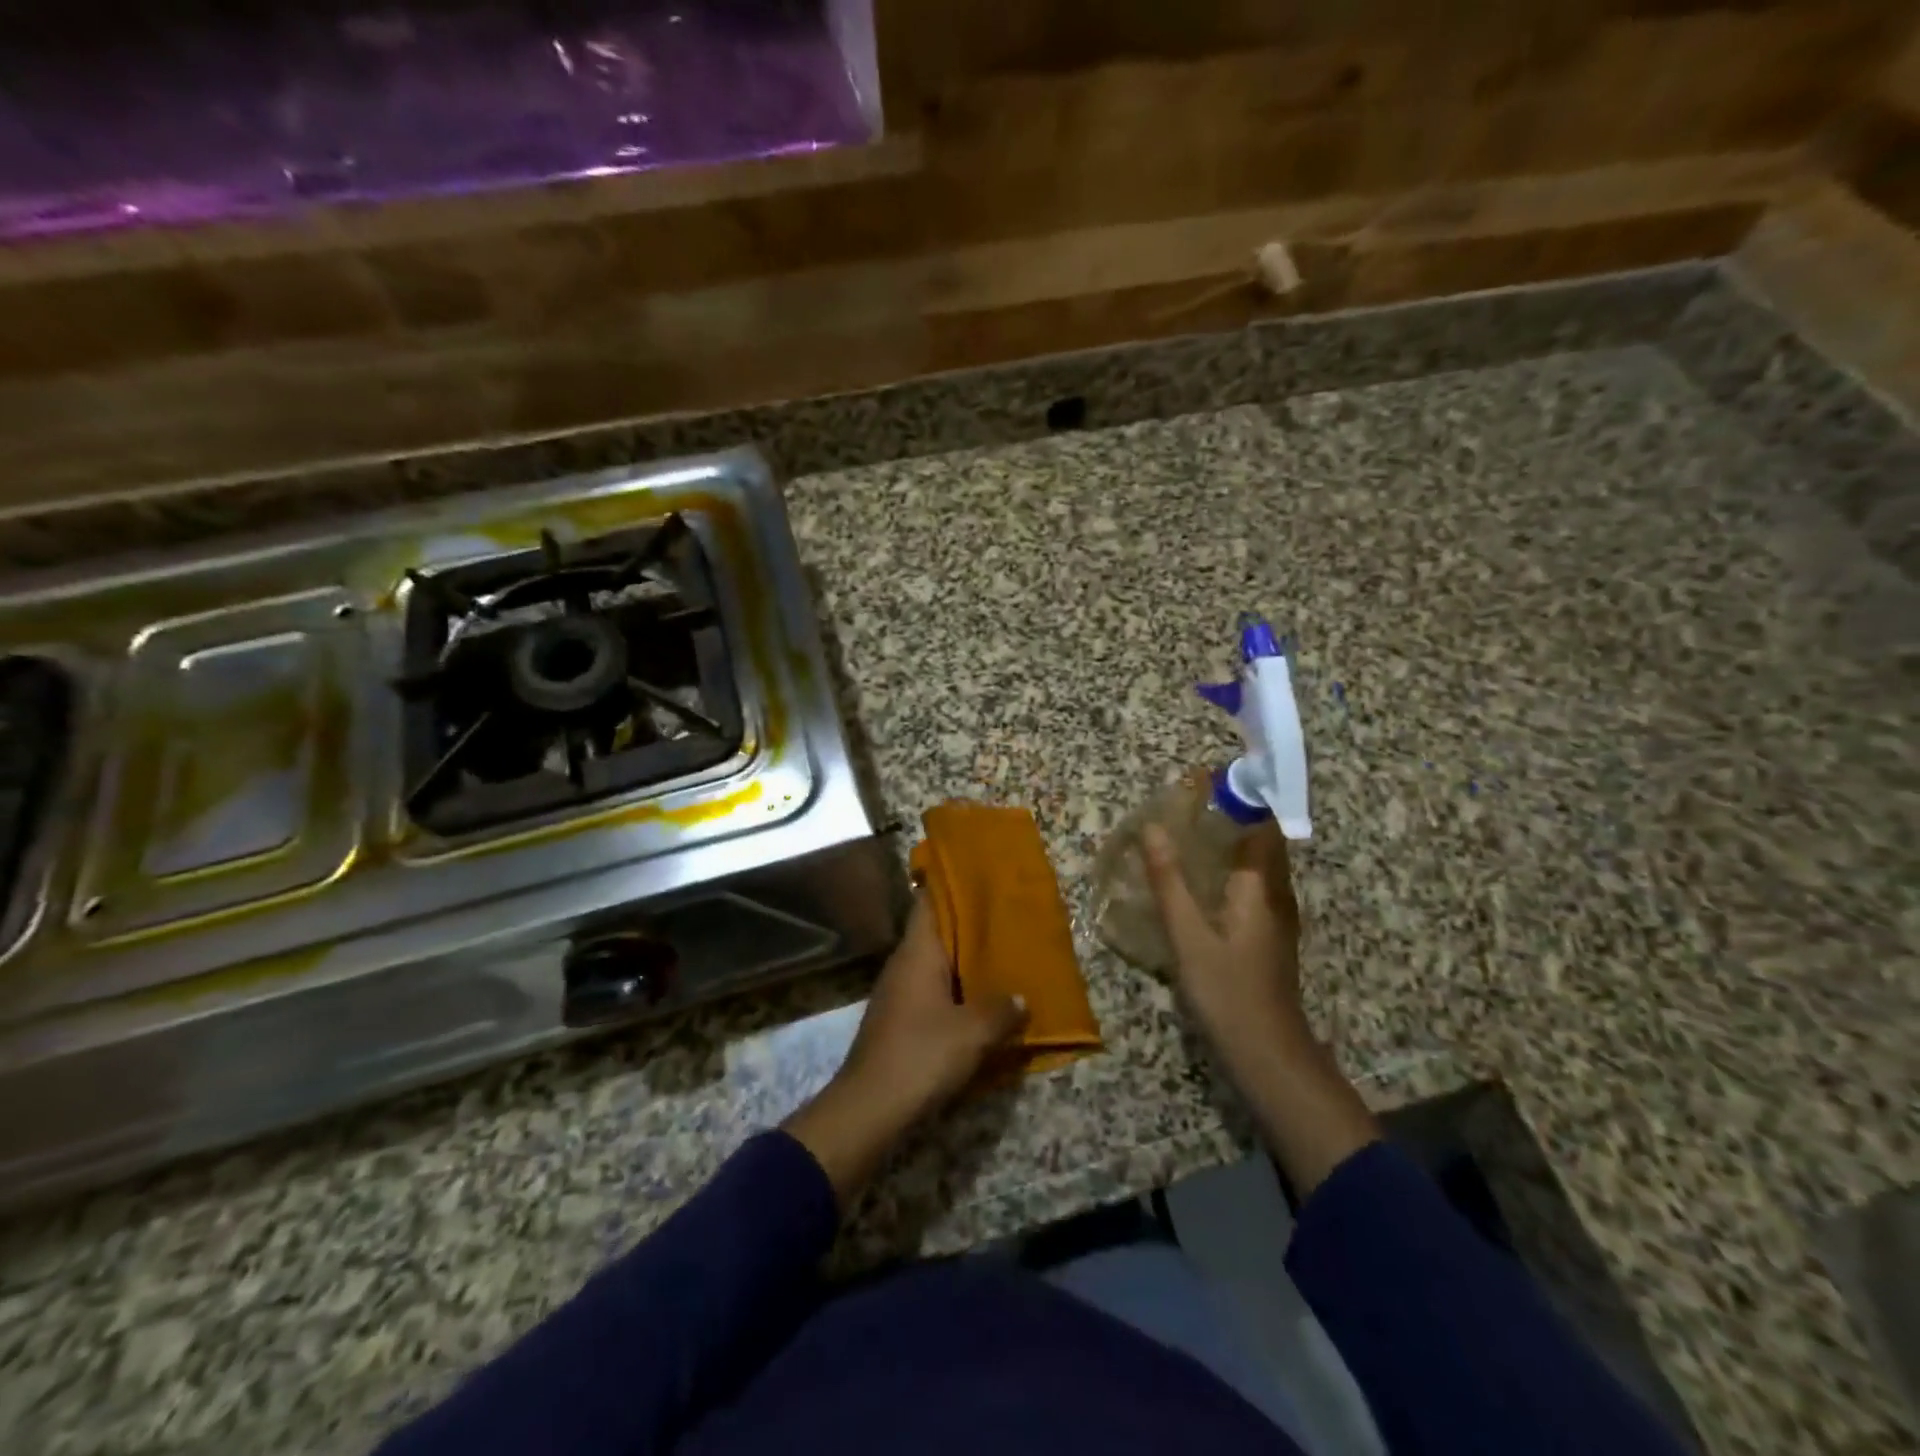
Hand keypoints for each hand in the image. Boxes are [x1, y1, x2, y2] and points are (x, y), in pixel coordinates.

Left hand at [784, 898, 1026, 1208]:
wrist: (870, 1108)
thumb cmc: (921, 1055)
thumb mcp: (972, 1033)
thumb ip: (1000, 1010)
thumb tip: (1020, 997)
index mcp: (917, 953)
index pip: (930, 903)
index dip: (952, 885)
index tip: (980, 874)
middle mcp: (904, 965)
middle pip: (936, 932)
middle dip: (968, 925)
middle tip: (1005, 916)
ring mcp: (899, 993)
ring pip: (936, 963)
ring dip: (964, 960)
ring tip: (1001, 955)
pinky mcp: (900, 1021)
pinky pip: (933, 991)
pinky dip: (956, 989)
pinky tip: (981, 1000)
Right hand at [1142, 820, 1308, 1069]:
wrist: (1268, 1055)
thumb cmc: (1228, 991)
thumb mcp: (1189, 936)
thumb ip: (1170, 881)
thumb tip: (1152, 828)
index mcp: (1261, 887)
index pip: (1262, 825)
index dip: (1241, 798)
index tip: (1206, 781)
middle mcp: (1276, 895)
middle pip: (1263, 842)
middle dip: (1233, 817)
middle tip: (1189, 804)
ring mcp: (1276, 918)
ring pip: (1259, 866)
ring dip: (1232, 843)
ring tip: (1191, 832)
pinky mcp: (1269, 937)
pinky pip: (1254, 887)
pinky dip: (1231, 870)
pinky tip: (1203, 881)